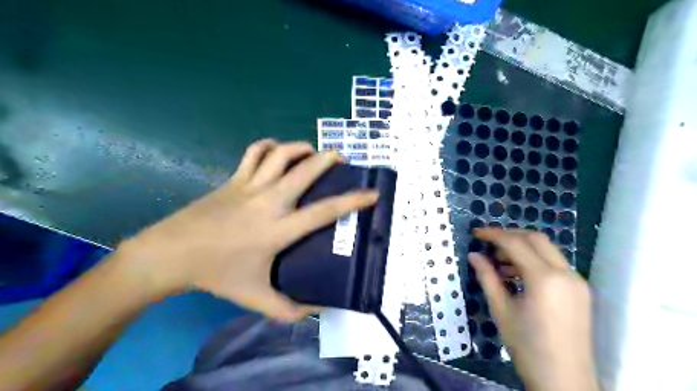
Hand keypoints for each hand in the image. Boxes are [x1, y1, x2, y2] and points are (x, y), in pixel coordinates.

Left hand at [121, 139, 379, 322]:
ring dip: (301, 148)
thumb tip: (317, 310)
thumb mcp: (255, 298)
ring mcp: (250, 185)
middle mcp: (269, 201)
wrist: (171, 254)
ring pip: (281, 154)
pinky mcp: (234, 178)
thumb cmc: (217, 275)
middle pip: (305, 170)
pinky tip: (278, 151)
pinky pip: (254, 152)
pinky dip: (270, 146)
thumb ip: (289, 309)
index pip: (324, 211)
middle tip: (341, 159)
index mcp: (278, 229)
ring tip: (312, 153)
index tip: (372, 193)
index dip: (353, 201)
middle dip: (329, 159)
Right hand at [465, 230, 595, 389]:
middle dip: (510, 235)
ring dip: (522, 248)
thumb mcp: (501, 310)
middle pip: (536, 238)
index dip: (493, 234)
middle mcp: (565, 274)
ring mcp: (576, 281)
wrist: (564, 381)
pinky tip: (517, 274)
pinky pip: (555, 264)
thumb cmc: (527, 346)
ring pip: (547, 249)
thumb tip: (474, 255)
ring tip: (500, 263)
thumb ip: (487, 277)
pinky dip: (534, 261)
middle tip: (488, 243)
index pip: (516, 243)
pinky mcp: (580, 290)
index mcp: (544, 279)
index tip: (476, 233)